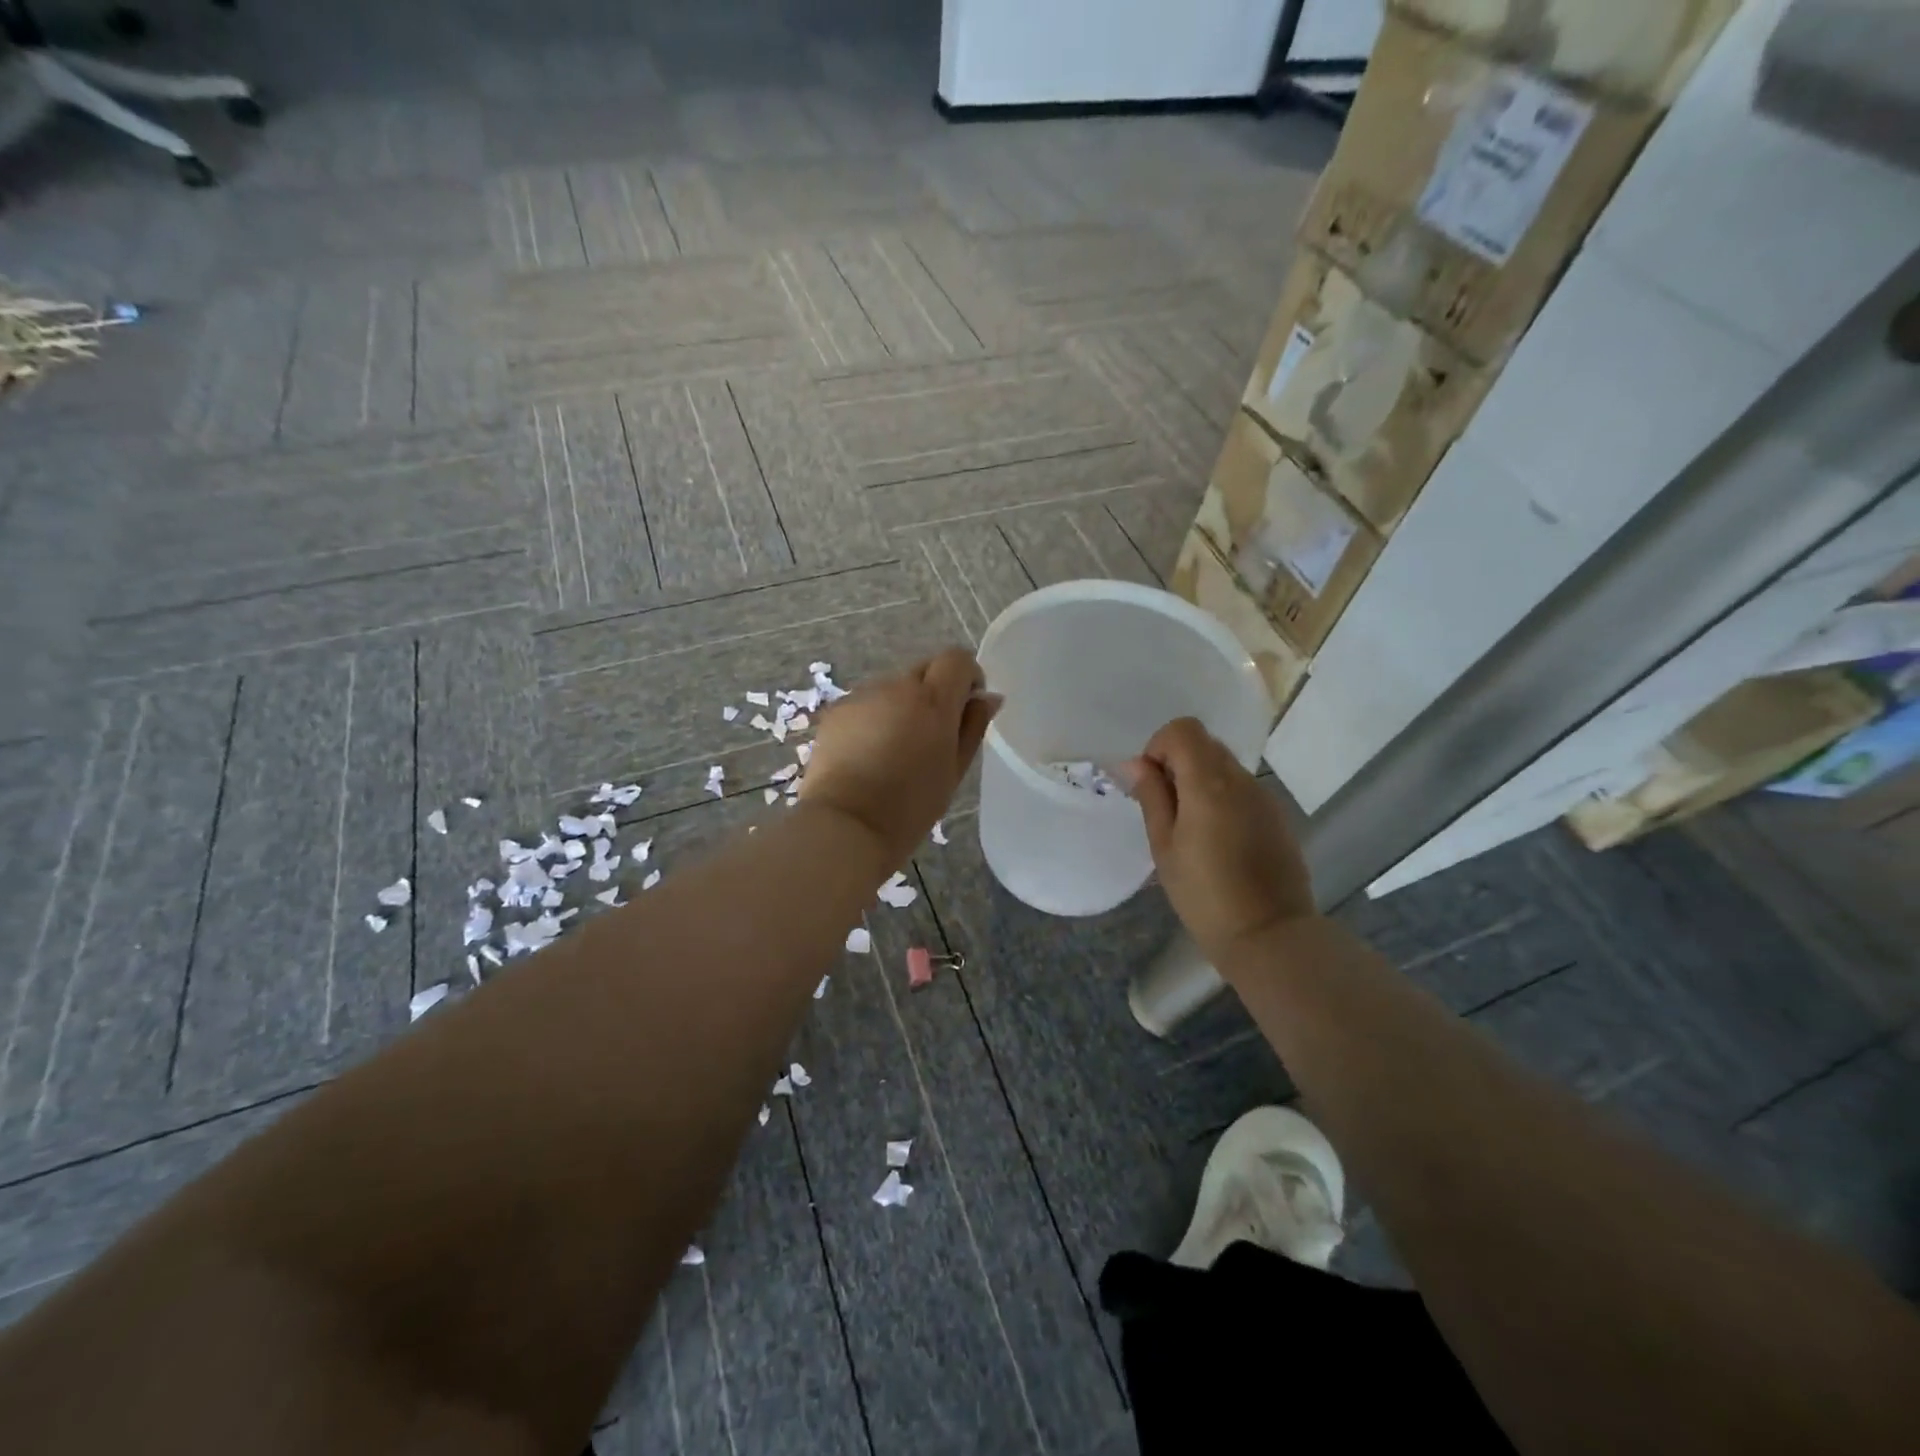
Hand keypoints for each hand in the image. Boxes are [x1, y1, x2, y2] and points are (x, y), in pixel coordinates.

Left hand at [800, 648, 1001, 868]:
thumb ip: (973, 727)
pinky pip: (866, 704)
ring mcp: (862, 696)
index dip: (967, 677)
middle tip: (932, 736)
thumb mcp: (954, 770)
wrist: (846, 824)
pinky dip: (874, 718)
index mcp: (933, 700)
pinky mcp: (836, 711)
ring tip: (896, 750)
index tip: (966, 707)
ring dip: (902, 706)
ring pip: (893, 687)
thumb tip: (987, 697)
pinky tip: (868, 755)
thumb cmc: (911, 805)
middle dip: (935, 692)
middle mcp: (897, 686)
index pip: (957, 659)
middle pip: (924, 670)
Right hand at [1124, 718, 1316, 963]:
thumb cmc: (1204, 895)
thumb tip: (1137, 764)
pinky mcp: (1277, 816)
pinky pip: (1242, 789)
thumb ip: (1152, 797)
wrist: (1269, 934)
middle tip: (1166, 809)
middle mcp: (1241, 779)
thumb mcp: (1164, 846)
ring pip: (1224, 766)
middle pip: (1205, 744)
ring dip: (1200, 782)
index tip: (1151, 784)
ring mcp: (1264, 796)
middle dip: (1178, 763)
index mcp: (1209, 782)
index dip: (1159, 747)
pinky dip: (1222, 798)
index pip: (1183, 729)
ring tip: (1191, 829)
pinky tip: (1218, 841)